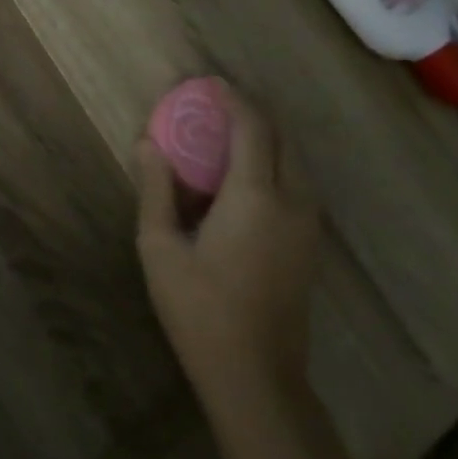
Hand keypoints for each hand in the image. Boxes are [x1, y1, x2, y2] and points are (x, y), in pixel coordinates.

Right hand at [135, 80, 323, 421]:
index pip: (252, 128)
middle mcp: (292, 200)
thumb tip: (147, 144)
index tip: (208, 83)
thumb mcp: (160, 247)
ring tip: (228, 136)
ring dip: (266, 138)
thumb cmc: (199, 309)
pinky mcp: (310, 244)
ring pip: (295, 160)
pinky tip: (244, 178)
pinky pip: (298, 184)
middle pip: (282, 137)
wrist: (255, 374)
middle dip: (252, 113)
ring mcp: (308, 224)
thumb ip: (156, 189)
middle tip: (216, 106)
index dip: (232, 99)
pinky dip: (275, 163)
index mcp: (255, 196)